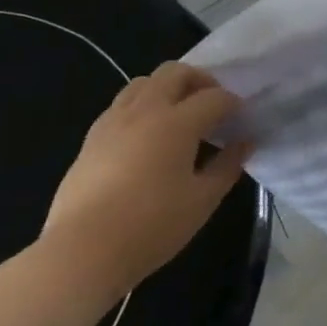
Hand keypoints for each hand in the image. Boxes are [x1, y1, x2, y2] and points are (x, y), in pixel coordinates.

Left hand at [39, 63, 252, 301]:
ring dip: (169, 89)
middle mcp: (145, 111)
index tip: (242, 120)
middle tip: (213, 107)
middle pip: (176, 72)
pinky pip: (122, 104)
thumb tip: (245, 142)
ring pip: (144, 82)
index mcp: (177, 123)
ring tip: (181, 117)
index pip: (214, 97)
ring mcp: (113, 121)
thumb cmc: (151, 226)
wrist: (82, 252)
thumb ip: (228, 165)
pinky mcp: (92, 138)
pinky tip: (149, 137)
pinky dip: (143, 107)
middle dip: (201, 81)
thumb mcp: (203, 200)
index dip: (234, 104)